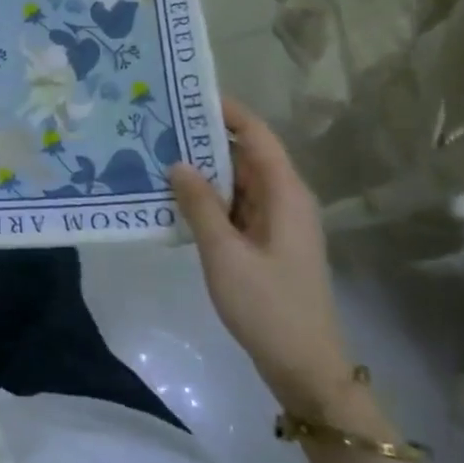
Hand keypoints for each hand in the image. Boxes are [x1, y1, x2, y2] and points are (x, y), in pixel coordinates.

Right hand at [169, 99, 351, 415]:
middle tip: (159, 123)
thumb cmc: (268, 306)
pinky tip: (176, 197)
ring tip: (158, 153)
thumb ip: (200, 205)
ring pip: (238, 181)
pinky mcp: (267, 243)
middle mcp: (285, 199)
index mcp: (285, 193)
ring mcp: (277, 222)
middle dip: (205, 137)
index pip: (256, 134)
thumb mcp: (224, 254)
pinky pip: (236, 206)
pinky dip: (209, 197)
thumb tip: (177, 162)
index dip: (226, 110)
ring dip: (204, 169)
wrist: (305, 369)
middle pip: (245, 154)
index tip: (186, 93)